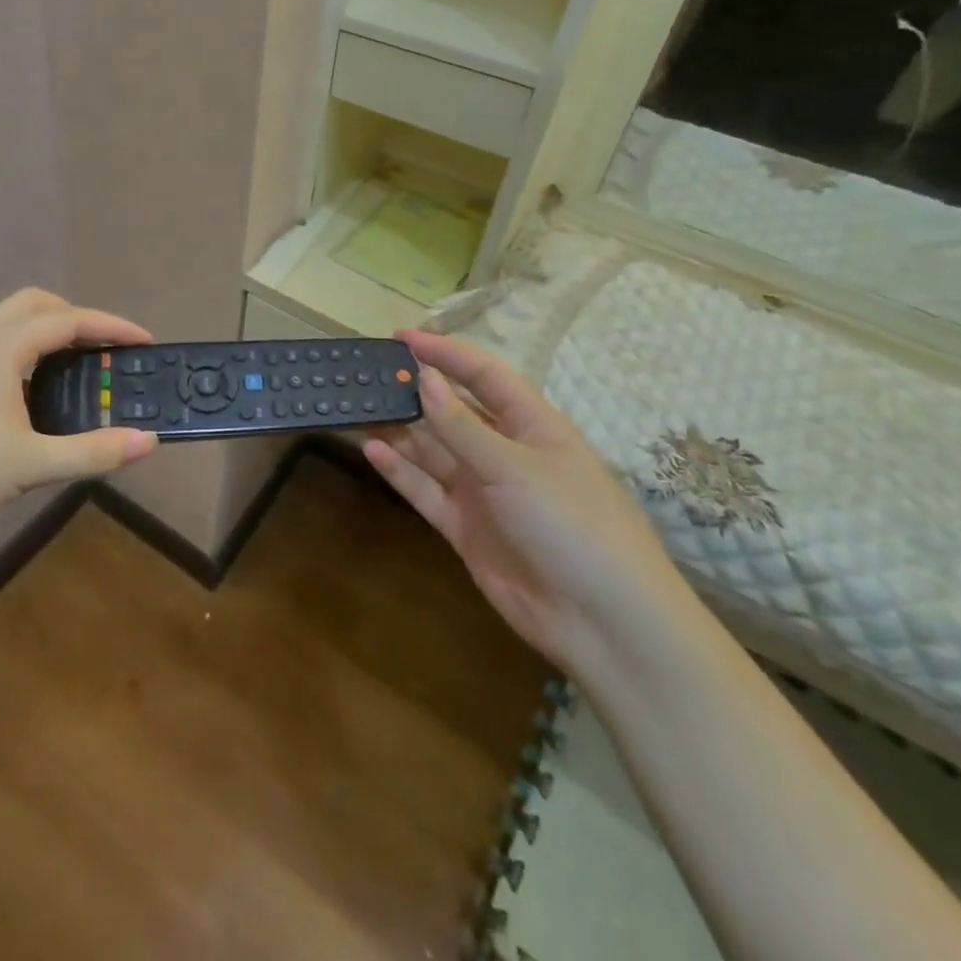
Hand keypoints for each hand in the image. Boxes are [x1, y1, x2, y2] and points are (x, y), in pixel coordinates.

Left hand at [0, 289, 158, 537]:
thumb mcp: (32, 466)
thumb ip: (94, 452)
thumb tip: (148, 441)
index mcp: (1, 345)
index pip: (68, 319)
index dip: (111, 327)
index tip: (145, 341)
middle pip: (36, 304)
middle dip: (76, 317)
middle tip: (105, 348)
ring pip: (9, 321)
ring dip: (47, 331)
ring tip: (73, 369)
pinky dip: (23, 349)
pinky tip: (27, 393)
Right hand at [362, 331, 685, 673]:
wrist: (602, 622)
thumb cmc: (572, 525)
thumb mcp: (516, 467)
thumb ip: (462, 426)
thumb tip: (423, 378)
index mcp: (531, 426)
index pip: (484, 376)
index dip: (446, 353)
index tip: (402, 337)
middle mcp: (503, 452)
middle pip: (452, 412)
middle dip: (414, 392)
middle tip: (368, 375)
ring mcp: (482, 491)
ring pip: (432, 450)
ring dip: (400, 430)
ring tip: (358, 407)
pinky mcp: (464, 527)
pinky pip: (425, 490)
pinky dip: (400, 471)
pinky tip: (372, 450)